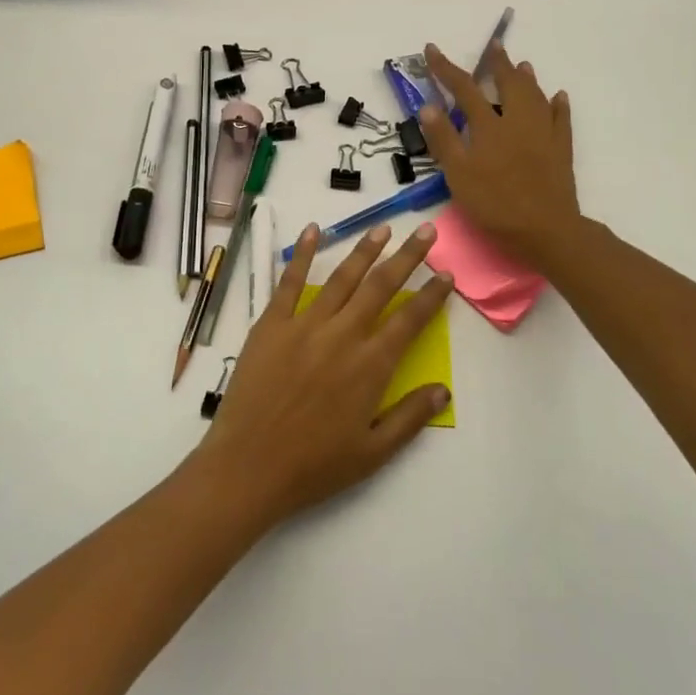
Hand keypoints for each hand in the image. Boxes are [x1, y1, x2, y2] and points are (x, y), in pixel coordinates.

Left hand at [188, 222, 453, 531]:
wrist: (249, 465)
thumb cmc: (314, 466)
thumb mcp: (373, 453)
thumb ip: (410, 418)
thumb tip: (444, 389)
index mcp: (370, 366)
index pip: (410, 320)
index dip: (431, 294)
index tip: (446, 273)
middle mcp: (342, 336)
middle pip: (381, 287)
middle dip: (407, 257)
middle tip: (425, 232)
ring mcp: (304, 325)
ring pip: (341, 278)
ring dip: (364, 250)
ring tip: (382, 228)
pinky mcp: (271, 324)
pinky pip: (289, 282)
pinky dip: (302, 254)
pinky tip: (313, 230)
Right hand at [418, 41, 582, 271]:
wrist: (545, 229)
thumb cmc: (495, 204)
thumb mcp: (458, 175)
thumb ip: (444, 139)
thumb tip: (429, 105)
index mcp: (489, 126)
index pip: (464, 89)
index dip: (446, 68)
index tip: (431, 49)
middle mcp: (518, 121)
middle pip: (508, 83)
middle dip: (498, 63)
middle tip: (495, 45)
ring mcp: (544, 133)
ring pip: (536, 96)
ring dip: (526, 78)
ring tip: (522, 64)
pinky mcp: (562, 149)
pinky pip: (562, 119)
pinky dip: (558, 104)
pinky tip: (558, 97)